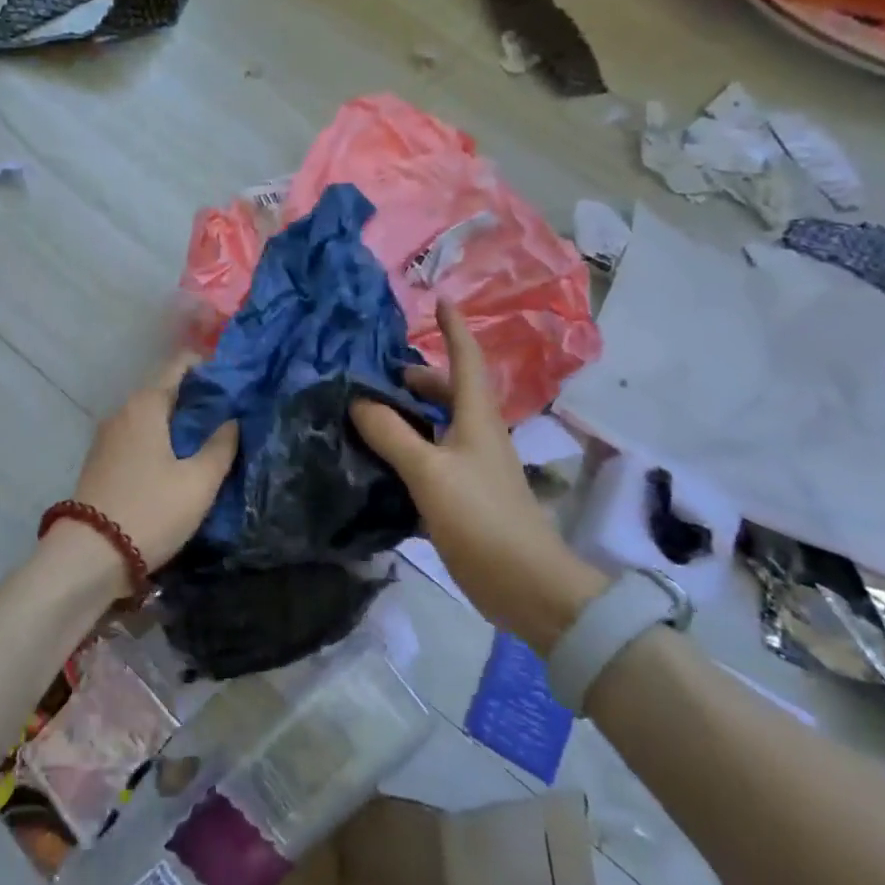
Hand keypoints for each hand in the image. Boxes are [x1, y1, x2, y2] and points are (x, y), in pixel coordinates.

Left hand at [45, 353, 237, 587]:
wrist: (89, 556)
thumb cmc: (151, 511)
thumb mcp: (199, 482)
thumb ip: (221, 446)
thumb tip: (232, 420)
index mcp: (146, 404)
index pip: (178, 365)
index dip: (208, 367)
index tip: (234, 381)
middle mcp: (122, 411)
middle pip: (165, 391)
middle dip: (197, 399)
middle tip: (231, 416)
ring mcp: (106, 437)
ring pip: (151, 417)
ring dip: (178, 423)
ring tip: (209, 440)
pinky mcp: (101, 462)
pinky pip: (138, 438)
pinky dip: (160, 441)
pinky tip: (178, 462)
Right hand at [350, 301, 605, 652]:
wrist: (526, 584)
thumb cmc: (481, 517)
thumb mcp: (429, 471)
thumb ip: (392, 434)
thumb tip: (358, 400)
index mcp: (477, 418)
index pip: (466, 359)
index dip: (454, 329)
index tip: (440, 299)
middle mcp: (478, 435)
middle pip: (449, 392)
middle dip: (418, 377)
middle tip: (377, 374)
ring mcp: (473, 467)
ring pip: (439, 426)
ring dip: (410, 414)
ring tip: (370, 413)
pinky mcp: (466, 497)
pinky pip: (432, 458)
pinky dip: (409, 449)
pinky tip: (381, 460)